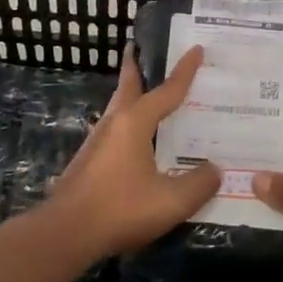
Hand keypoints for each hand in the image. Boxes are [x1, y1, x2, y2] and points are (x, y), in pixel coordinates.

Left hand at [49, 45, 220, 260]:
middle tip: (140, 48)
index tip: (197, 49)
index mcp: (135, 122)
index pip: (167, 90)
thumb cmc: (121, 209)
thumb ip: (199, 184)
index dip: (185, 71)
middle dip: (135, 67)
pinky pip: (114, 129)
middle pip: (128, 86)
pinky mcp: (88, 162)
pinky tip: (136, 140)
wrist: (66, 233)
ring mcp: (97, 142)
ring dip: (131, 94)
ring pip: (118, 108)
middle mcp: (114, 123)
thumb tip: (216, 169)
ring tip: (145, 91)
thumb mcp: (171, 201)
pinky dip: (128, 121)